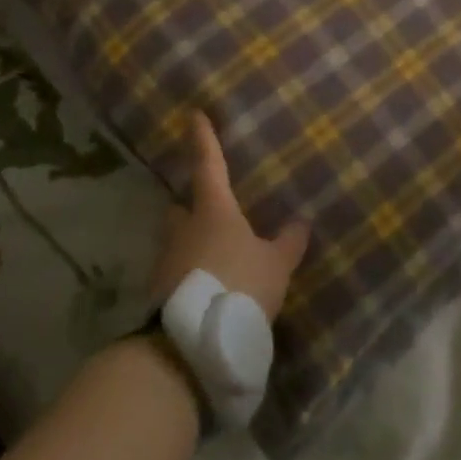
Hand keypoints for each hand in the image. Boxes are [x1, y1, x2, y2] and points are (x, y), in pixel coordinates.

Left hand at [151, 111, 310, 321]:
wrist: (192, 344)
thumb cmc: (239, 286)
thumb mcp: (275, 265)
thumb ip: (288, 243)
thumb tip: (302, 220)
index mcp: (213, 212)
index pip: (209, 166)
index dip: (204, 140)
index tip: (194, 115)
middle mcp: (184, 230)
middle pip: (180, 208)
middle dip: (190, 206)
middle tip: (206, 208)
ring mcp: (166, 263)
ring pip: (176, 242)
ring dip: (189, 244)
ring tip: (212, 256)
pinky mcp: (159, 295)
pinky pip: (176, 274)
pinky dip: (189, 275)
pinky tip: (206, 289)